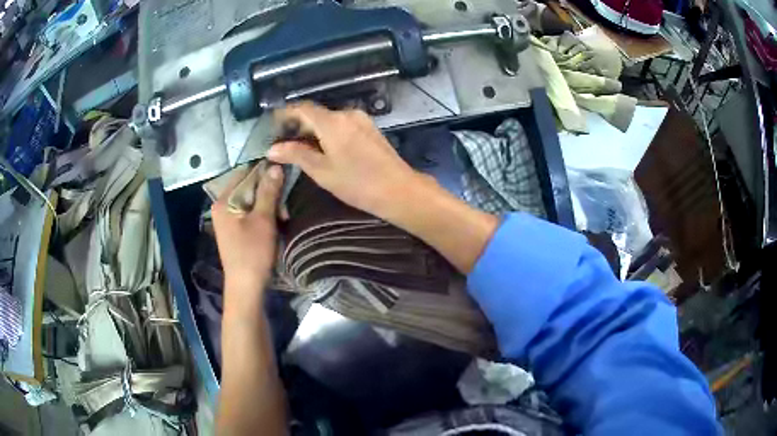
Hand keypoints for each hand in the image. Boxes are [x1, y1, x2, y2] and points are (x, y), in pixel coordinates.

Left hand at [211, 164, 283, 302]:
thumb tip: (276, 166)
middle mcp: (222, 206)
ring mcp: (227, 219)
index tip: (284, 176)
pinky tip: (275, 223)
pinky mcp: (234, 229)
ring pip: (251, 201)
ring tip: (283, 217)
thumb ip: (268, 191)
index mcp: (224, 201)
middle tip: (284, 207)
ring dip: (268, 205)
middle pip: (247, 187)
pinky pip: (249, 213)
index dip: (264, 172)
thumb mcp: (263, 219)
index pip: (244, 174)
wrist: (246, 287)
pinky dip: (263, 215)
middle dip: (268, 193)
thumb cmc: (253, 252)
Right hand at [267, 102, 425, 218]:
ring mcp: (361, 119)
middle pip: (316, 113)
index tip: (273, 125)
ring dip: (314, 130)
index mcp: (332, 122)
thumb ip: (296, 155)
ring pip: (329, 119)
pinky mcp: (370, 128)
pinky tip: (324, 148)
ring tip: (301, 148)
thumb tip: (272, 149)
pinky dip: (328, 132)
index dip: (285, 114)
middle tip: (283, 143)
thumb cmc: (357, 183)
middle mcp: (347, 114)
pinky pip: (342, 124)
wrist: (399, 190)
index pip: (303, 109)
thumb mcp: (322, 171)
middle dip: (298, 125)